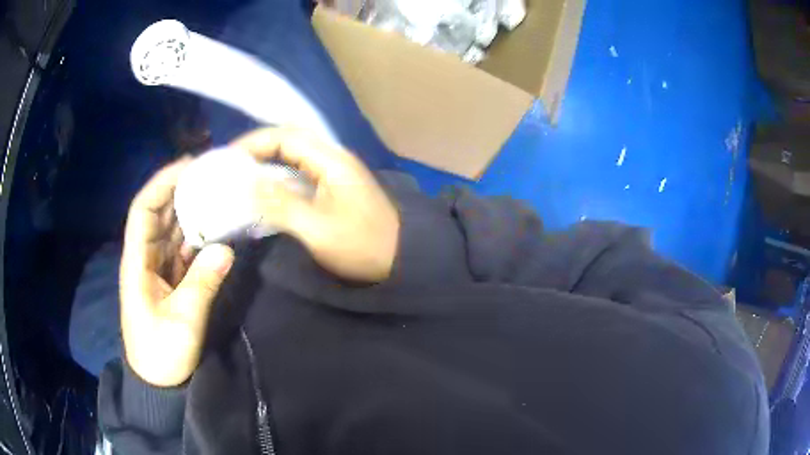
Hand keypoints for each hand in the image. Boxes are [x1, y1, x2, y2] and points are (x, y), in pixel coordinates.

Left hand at [120, 159, 234, 386]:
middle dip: (180, 190)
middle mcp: (145, 258)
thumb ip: (202, 284)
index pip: (143, 211)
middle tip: (210, 173)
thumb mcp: (182, 322)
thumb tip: (227, 249)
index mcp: (137, 263)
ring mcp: (158, 269)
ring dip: (191, 211)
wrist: (158, 381)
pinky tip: (217, 228)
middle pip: (159, 214)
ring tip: (218, 193)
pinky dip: (198, 236)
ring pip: (172, 230)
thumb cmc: (161, 353)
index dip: (161, 184)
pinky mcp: (171, 281)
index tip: (188, 166)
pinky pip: (183, 250)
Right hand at [232, 127, 399, 282]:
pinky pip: (301, 172)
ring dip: (268, 161)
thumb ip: (281, 204)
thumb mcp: (317, 229)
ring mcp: (335, 172)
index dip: (255, 142)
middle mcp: (333, 158)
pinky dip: (279, 176)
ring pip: (295, 155)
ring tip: (241, 175)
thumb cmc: (361, 247)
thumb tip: (247, 183)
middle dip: (258, 148)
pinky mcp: (334, 187)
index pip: (286, 137)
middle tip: (232, 166)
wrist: (400, 260)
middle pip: (290, 140)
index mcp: (331, 161)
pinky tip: (264, 190)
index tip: (229, 157)